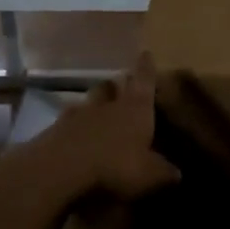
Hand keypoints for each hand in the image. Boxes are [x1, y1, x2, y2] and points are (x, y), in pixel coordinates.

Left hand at [45, 53, 181, 200]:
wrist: (60, 171)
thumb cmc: (115, 166)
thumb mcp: (149, 175)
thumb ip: (163, 171)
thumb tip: (177, 173)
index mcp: (135, 108)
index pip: (144, 80)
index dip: (146, 68)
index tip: (146, 53)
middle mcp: (106, 105)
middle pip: (110, 86)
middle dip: (115, 86)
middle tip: (119, 89)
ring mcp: (76, 115)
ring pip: (86, 102)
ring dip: (92, 107)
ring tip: (95, 116)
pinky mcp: (52, 131)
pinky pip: (65, 124)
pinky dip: (72, 129)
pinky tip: (73, 141)